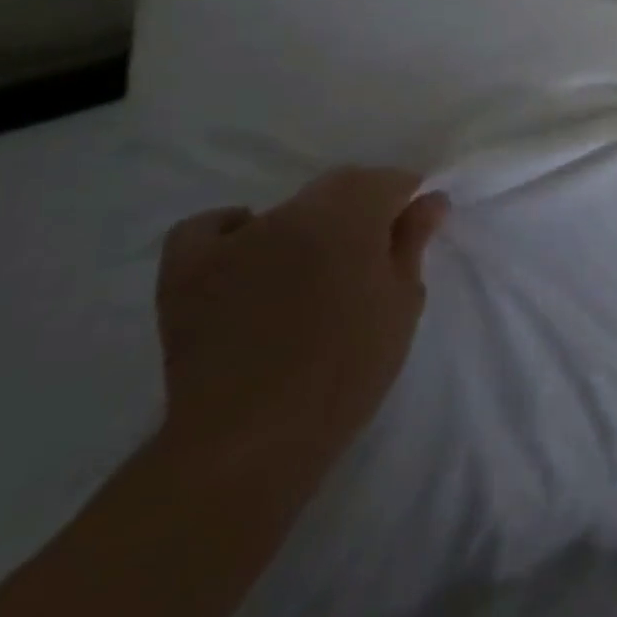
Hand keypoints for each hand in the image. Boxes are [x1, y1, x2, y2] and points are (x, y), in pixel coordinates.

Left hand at [154, 167, 449, 482]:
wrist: (254, 436)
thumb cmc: (348, 368)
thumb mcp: (401, 303)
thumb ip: (412, 242)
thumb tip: (430, 199)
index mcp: (349, 218)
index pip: (386, 180)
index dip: (405, 195)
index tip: (414, 221)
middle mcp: (291, 214)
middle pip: (337, 186)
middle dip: (361, 205)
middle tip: (371, 250)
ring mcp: (233, 240)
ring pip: (285, 210)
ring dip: (309, 225)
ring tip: (313, 269)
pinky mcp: (186, 270)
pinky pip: (209, 228)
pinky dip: (234, 230)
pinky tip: (249, 253)